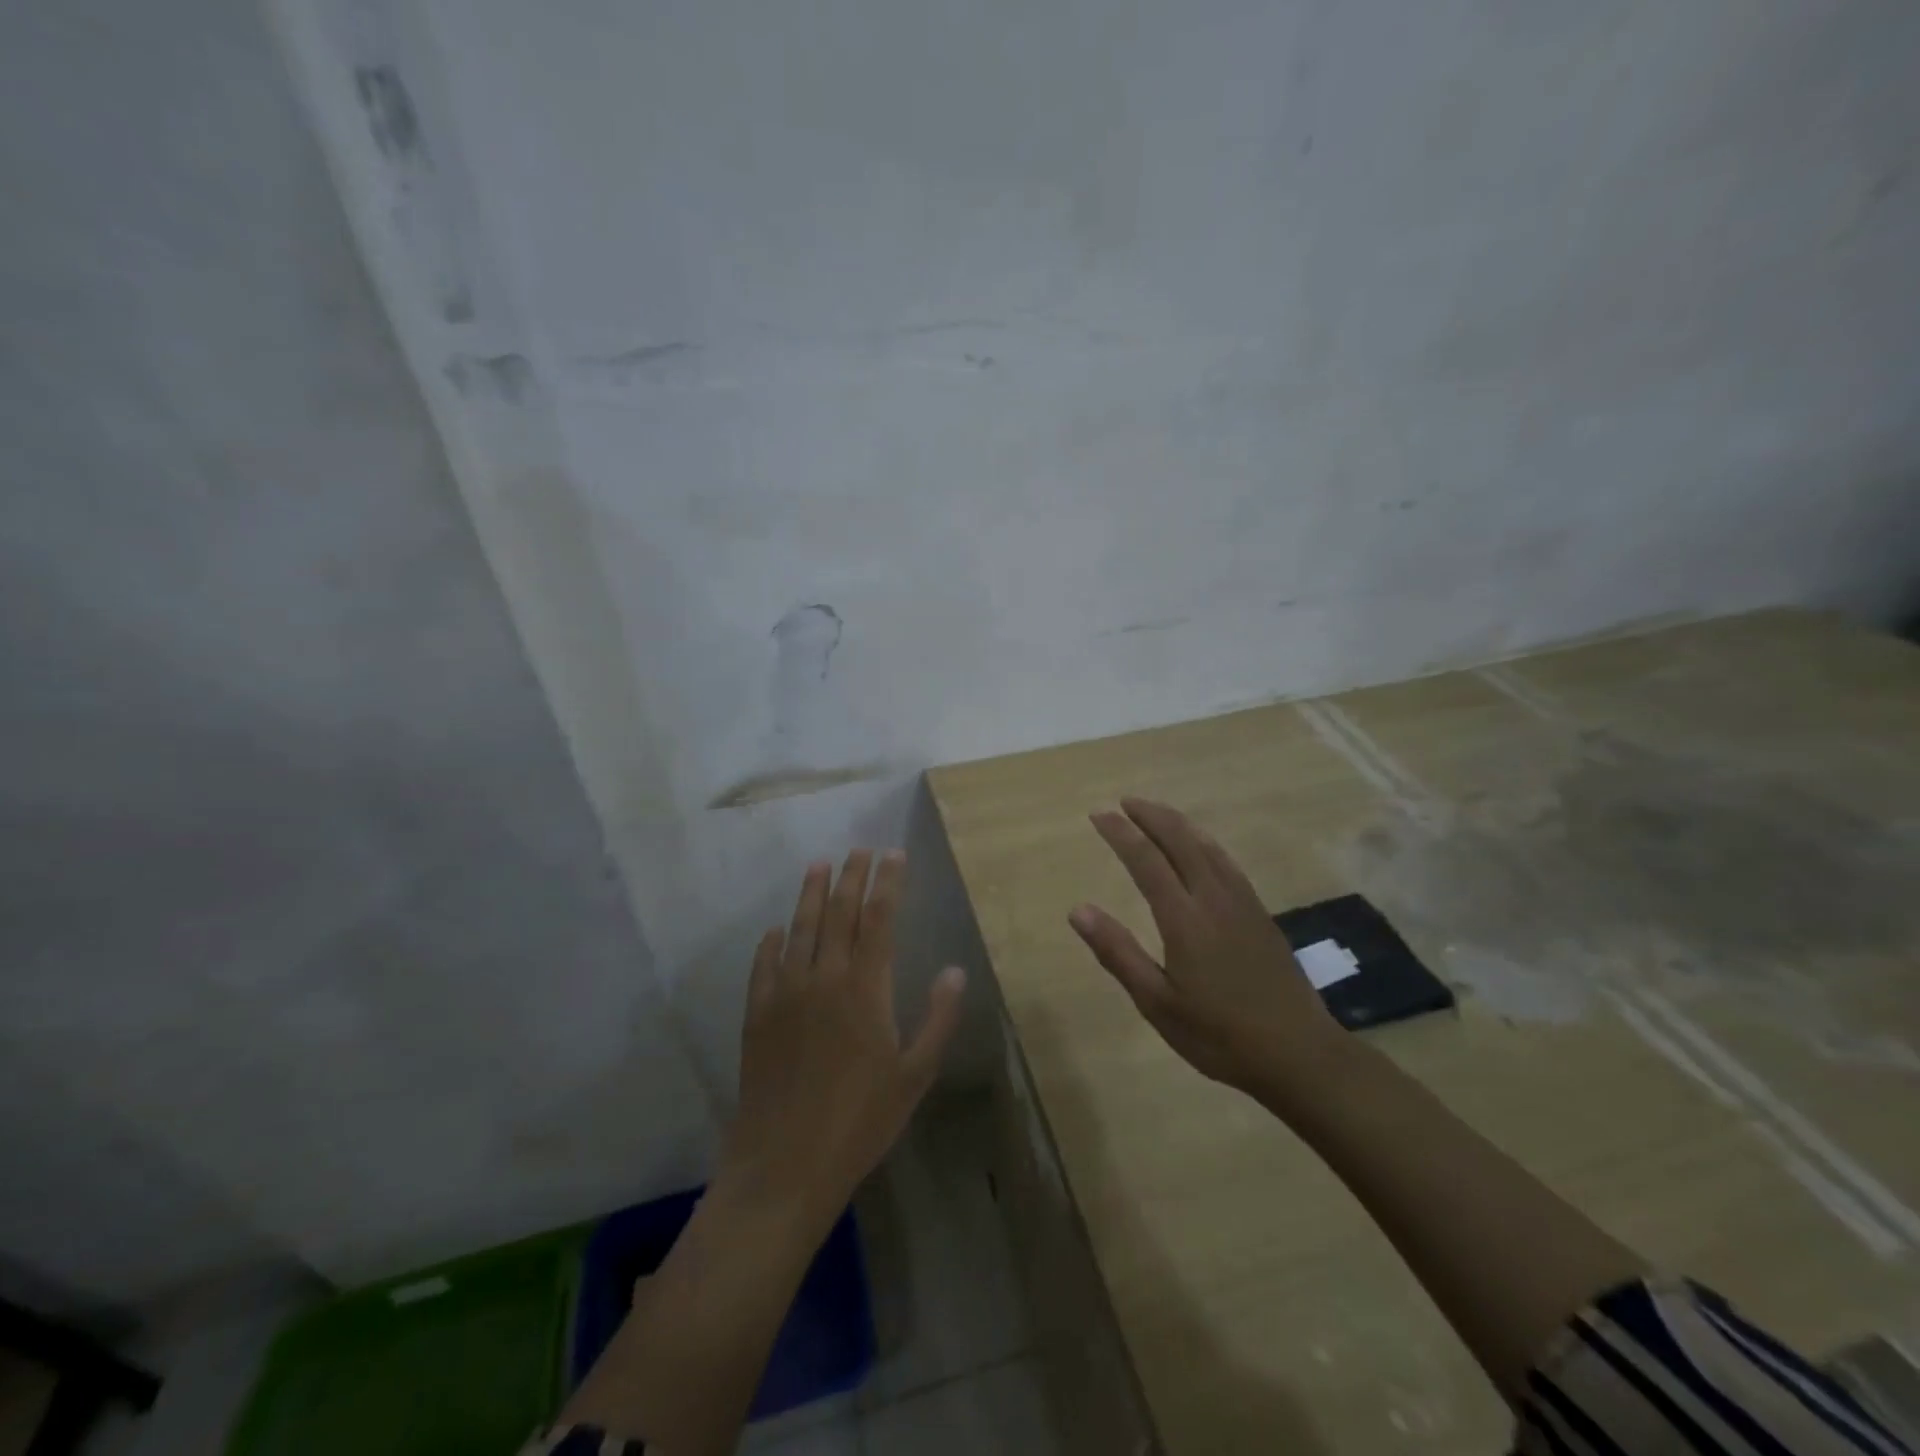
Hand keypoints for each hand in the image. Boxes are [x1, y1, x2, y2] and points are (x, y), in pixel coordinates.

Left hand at [721, 849, 966, 1227]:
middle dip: (852, 877)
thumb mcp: (914, 1075)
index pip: (878, 919)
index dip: (887, 882)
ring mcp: (785, 994)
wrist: (784, 1164)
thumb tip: (955, 970)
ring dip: (811, 894)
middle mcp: (824, 978)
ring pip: (800, 929)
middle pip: (839, 913)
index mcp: (865, 989)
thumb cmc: (860, 1122)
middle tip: (860, 850)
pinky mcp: (757, 1015)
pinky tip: (775, 931)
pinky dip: (771, 942)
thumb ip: (937, 1019)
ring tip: (819, 865)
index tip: (893, 854)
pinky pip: (763, 966)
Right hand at [1069, 798, 1342, 1100]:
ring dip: (1178, 823)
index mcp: (1184, 918)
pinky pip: (1227, 861)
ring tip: (1156, 813)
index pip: (1146, 860)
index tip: (1098, 814)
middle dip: (1150, 816)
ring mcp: (1242, 903)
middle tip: (1124, 802)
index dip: (1121, 833)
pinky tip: (1201, 847)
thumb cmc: (1219, 1035)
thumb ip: (1118, 953)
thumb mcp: (1157, 1003)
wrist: (1299, 1054)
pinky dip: (1205, 842)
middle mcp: (1213, 898)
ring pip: (1207, 846)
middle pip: (1180, 841)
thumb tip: (1078, 910)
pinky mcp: (1259, 913)